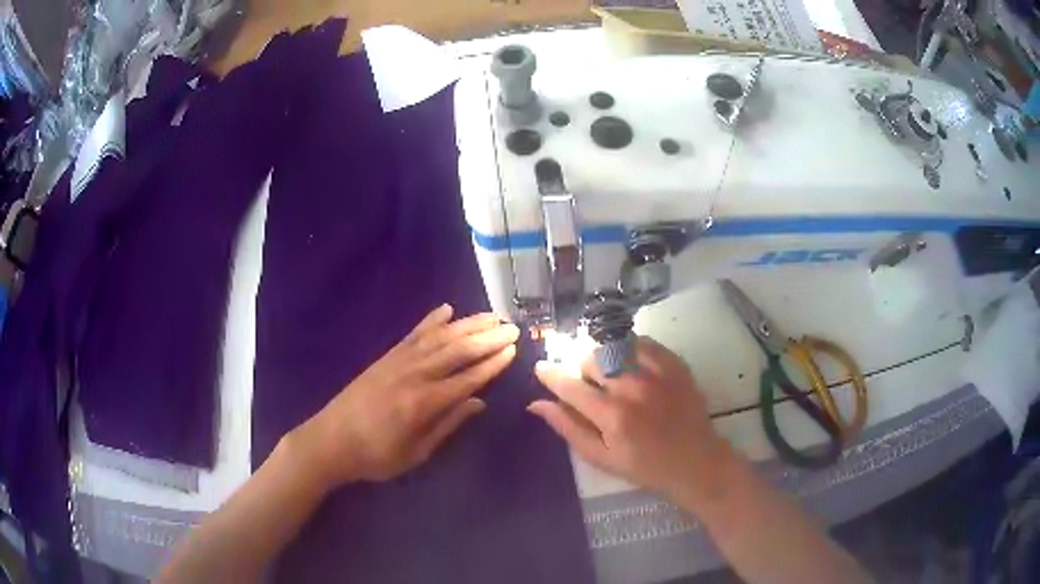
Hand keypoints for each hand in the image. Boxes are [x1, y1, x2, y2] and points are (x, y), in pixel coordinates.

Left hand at [290, 304, 518, 490]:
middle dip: (487, 338)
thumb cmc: (376, 456)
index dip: (492, 364)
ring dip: (467, 324)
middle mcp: (413, 375)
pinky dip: (431, 321)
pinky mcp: (385, 358)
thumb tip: (479, 402)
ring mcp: (398, 362)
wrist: (330, 441)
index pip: (467, 378)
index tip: (513, 350)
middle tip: (512, 327)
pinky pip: (413, 334)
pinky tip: (446, 310)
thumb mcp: (416, 453)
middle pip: (457, 351)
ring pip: (439, 337)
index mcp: (423, 403)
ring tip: (490, 315)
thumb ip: (448, 424)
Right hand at [529, 336, 732, 497]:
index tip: (540, 368)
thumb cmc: (644, 466)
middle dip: (583, 373)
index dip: (550, 375)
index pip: (570, 387)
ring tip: (615, 378)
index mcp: (612, 416)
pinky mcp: (674, 363)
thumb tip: (536, 403)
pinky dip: (629, 350)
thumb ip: (569, 428)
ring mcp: (657, 372)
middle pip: (591, 360)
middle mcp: (633, 388)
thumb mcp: (602, 457)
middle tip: (593, 390)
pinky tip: (633, 367)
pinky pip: (641, 341)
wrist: (695, 461)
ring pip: (614, 347)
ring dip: (605, 360)